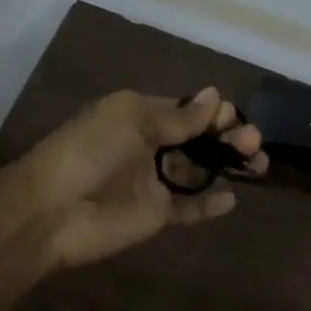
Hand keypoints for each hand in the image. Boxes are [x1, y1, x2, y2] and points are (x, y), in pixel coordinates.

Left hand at [11, 87, 266, 269]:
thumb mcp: (132, 119)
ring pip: (200, 170)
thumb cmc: (90, 151)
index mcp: (140, 116)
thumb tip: (216, 96)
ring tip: (257, 165)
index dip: (214, 112)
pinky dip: (210, 203)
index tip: (236, 118)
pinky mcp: (157, 214)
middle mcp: (150, 146)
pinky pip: (190, 207)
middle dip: (228, 137)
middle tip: (254, 144)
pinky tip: (232, 199)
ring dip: (227, 165)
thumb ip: (178, 116)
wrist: (53, 209)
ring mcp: (154, 182)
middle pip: (198, 139)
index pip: (187, 110)